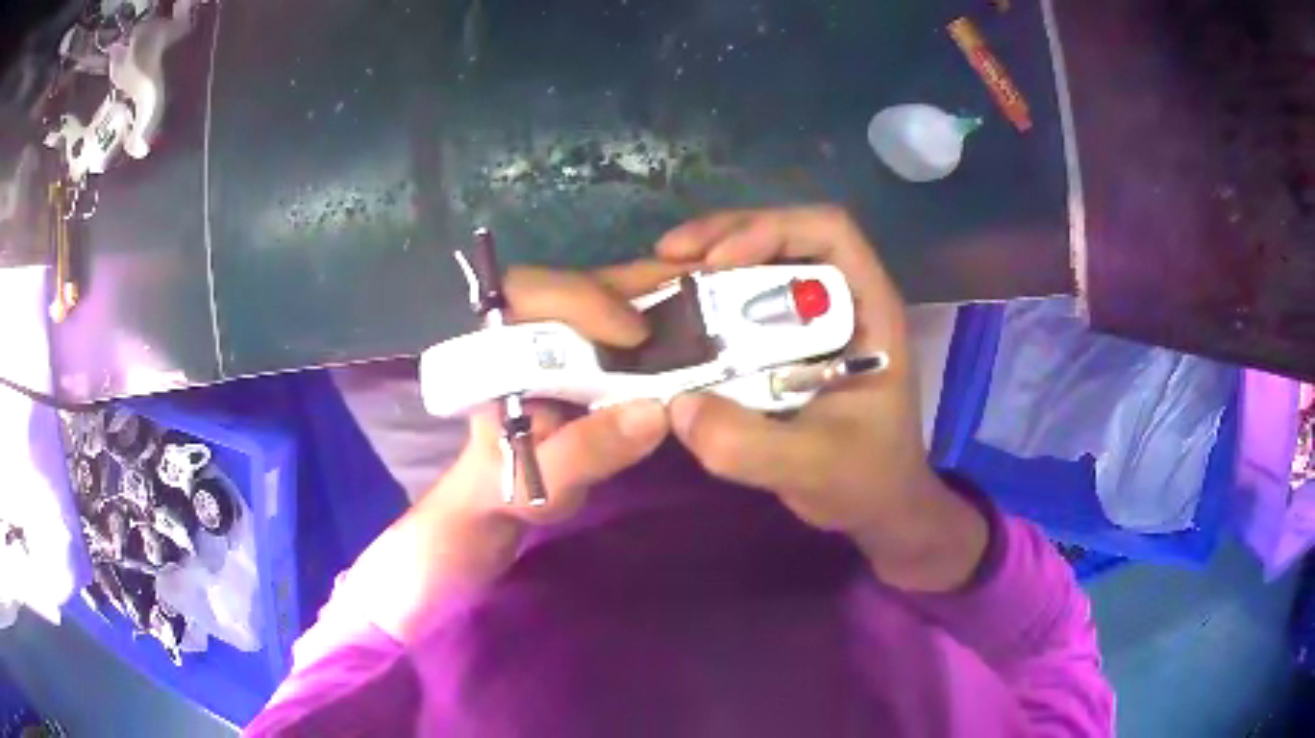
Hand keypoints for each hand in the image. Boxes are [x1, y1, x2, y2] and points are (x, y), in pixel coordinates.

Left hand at [357, 261, 680, 640]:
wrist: (506, 494)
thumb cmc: (510, 484)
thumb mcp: (544, 480)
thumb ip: (585, 452)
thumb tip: (654, 412)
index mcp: (501, 347)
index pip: (531, 292)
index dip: (582, 301)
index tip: (632, 335)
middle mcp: (531, 324)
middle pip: (583, 280)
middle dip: (638, 287)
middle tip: (696, 307)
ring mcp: (564, 329)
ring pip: (610, 290)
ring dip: (659, 292)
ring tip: (710, 303)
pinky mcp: (590, 342)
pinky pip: (628, 312)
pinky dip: (665, 311)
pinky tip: (701, 319)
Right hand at [657, 206, 987, 590]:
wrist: (878, 508)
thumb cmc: (865, 480)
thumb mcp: (812, 467)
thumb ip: (749, 445)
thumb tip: (677, 405)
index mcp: (870, 310)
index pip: (830, 232)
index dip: (772, 230)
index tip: (718, 262)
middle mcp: (844, 301)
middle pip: (788, 235)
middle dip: (726, 234)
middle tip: (669, 257)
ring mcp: (816, 321)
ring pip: (764, 262)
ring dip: (711, 259)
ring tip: (663, 273)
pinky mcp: (791, 344)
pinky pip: (748, 302)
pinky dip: (710, 297)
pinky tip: (676, 311)